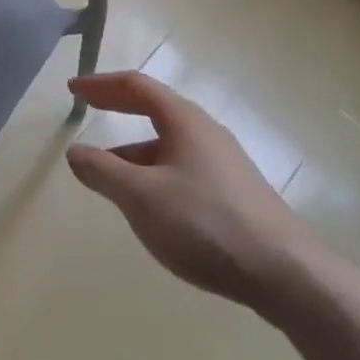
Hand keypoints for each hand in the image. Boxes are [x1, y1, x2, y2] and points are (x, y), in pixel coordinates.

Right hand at [65, 71, 328, 319]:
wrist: (286, 274)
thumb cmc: (206, 224)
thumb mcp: (142, 198)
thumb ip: (103, 172)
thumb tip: (75, 151)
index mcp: (183, 119)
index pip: (135, 86)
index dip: (101, 84)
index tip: (73, 89)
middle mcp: (204, 130)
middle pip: (154, 107)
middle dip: (117, 106)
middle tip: (86, 108)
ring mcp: (223, 161)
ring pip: (168, 142)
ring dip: (133, 147)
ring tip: (108, 170)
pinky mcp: (234, 192)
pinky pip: (182, 165)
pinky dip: (154, 170)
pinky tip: (150, 204)